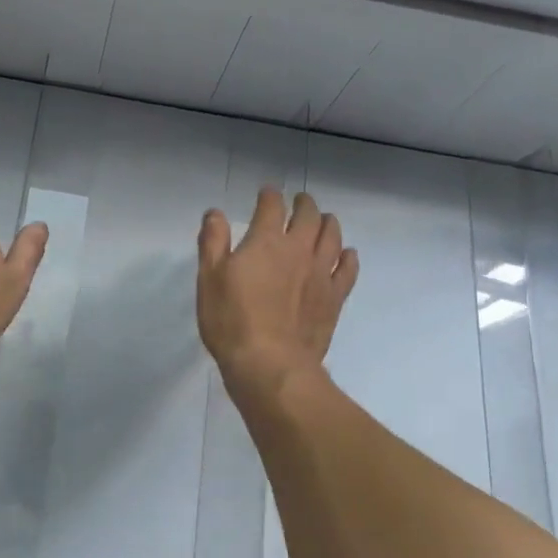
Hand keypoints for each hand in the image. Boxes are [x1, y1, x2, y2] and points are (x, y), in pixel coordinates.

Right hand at [197, 188, 358, 389]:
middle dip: (304, 204)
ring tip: (325, 221)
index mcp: (266, 241)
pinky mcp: (334, 298)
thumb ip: (213, 242)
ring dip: (328, 223)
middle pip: (309, 216)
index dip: (270, 195)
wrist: (270, 364)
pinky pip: (348, 270)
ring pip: (332, 237)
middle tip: (300, 202)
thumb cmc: (231, 321)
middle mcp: (298, 250)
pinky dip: (348, 257)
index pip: (271, 207)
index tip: (267, 193)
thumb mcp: (209, 279)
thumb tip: (216, 213)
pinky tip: (347, 255)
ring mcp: (321, 274)